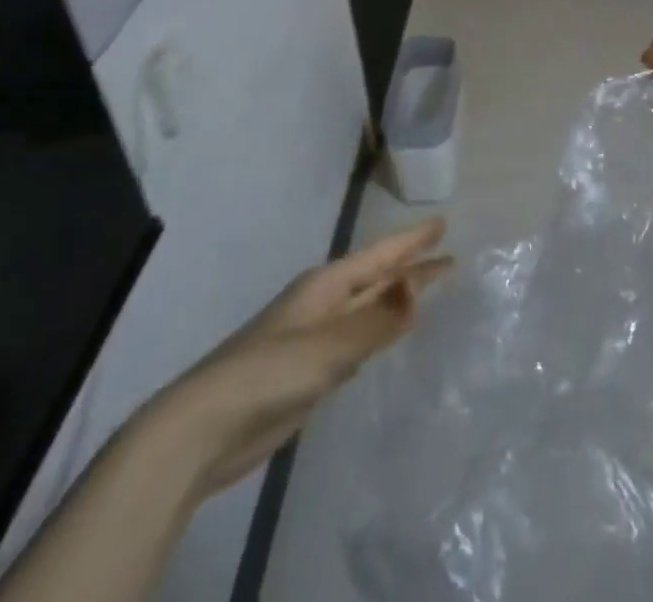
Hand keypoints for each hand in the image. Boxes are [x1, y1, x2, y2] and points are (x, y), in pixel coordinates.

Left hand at [138, 218, 451, 497]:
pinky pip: (358, 338)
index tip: (442, 224)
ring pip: (368, 307)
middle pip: (376, 277)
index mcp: (326, 285)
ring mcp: (315, 337)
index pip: (380, 255)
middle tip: (448, 255)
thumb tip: (418, 283)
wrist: (205, 429)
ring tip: (426, 288)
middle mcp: (323, 303)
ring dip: (396, 296)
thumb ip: (376, 318)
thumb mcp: (329, 345)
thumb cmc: (269, 373)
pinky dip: (379, 330)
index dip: (412, 241)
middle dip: (410, 265)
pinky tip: (387, 336)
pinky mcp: (310, 371)